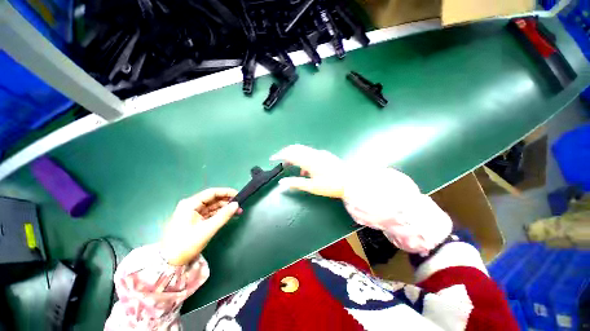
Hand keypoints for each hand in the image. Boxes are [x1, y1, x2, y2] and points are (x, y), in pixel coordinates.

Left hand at [160, 188, 241, 265]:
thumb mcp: (207, 229)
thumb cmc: (186, 244)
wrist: (169, 262)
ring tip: (237, 211)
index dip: (226, 192)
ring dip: (224, 208)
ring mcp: (192, 212)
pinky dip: (219, 214)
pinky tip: (228, 215)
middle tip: (240, 205)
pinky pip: (209, 213)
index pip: (211, 193)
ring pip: (212, 206)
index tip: (239, 195)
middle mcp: (190, 205)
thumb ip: (223, 216)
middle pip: (212, 199)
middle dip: (226, 201)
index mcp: (190, 204)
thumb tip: (237, 204)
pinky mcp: (194, 219)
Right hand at [271, 144, 346, 197]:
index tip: (272, 158)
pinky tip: (305, 170)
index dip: (280, 155)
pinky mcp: (325, 155)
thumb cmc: (331, 186)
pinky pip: (310, 153)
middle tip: (280, 160)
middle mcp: (314, 154)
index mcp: (309, 161)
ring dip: (294, 155)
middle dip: (286, 153)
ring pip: (303, 150)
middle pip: (296, 148)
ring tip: (290, 166)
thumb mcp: (312, 187)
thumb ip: (296, 183)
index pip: (290, 154)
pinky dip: (303, 158)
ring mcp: (320, 153)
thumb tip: (281, 182)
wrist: (350, 182)